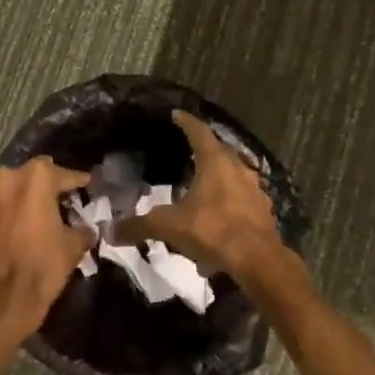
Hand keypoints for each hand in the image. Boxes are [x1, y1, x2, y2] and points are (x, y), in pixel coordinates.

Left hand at [0, 156, 92, 337]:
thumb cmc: (41, 266)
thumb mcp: (72, 246)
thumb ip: (82, 228)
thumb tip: (86, 227)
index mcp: (36, 177)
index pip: (64, 174)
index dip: (79, 182)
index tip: (87, 185)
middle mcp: (8, 175)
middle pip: (35, 175)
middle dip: (49, 185)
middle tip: (63, 200)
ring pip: (13, 187)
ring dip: (26, 196)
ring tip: (40, 213)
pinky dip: (10, 210)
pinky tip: (21, 225)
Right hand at [119, 110, 280, 278]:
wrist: (258, 260)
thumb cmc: (213, 230)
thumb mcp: (170, 227)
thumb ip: (140, 226)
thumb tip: (111, 232)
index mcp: (215, 162)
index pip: (199, 132)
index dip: (186, 122)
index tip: (176, 114)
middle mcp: (238, 168)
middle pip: (219, 151)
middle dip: (203, 150)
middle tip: (187, 151)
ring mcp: (254, 189)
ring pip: (233, 175)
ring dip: (218, 179)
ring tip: (201, 189)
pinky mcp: (263, 211)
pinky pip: (242, 200)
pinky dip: (229, 204)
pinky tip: (218, 222)